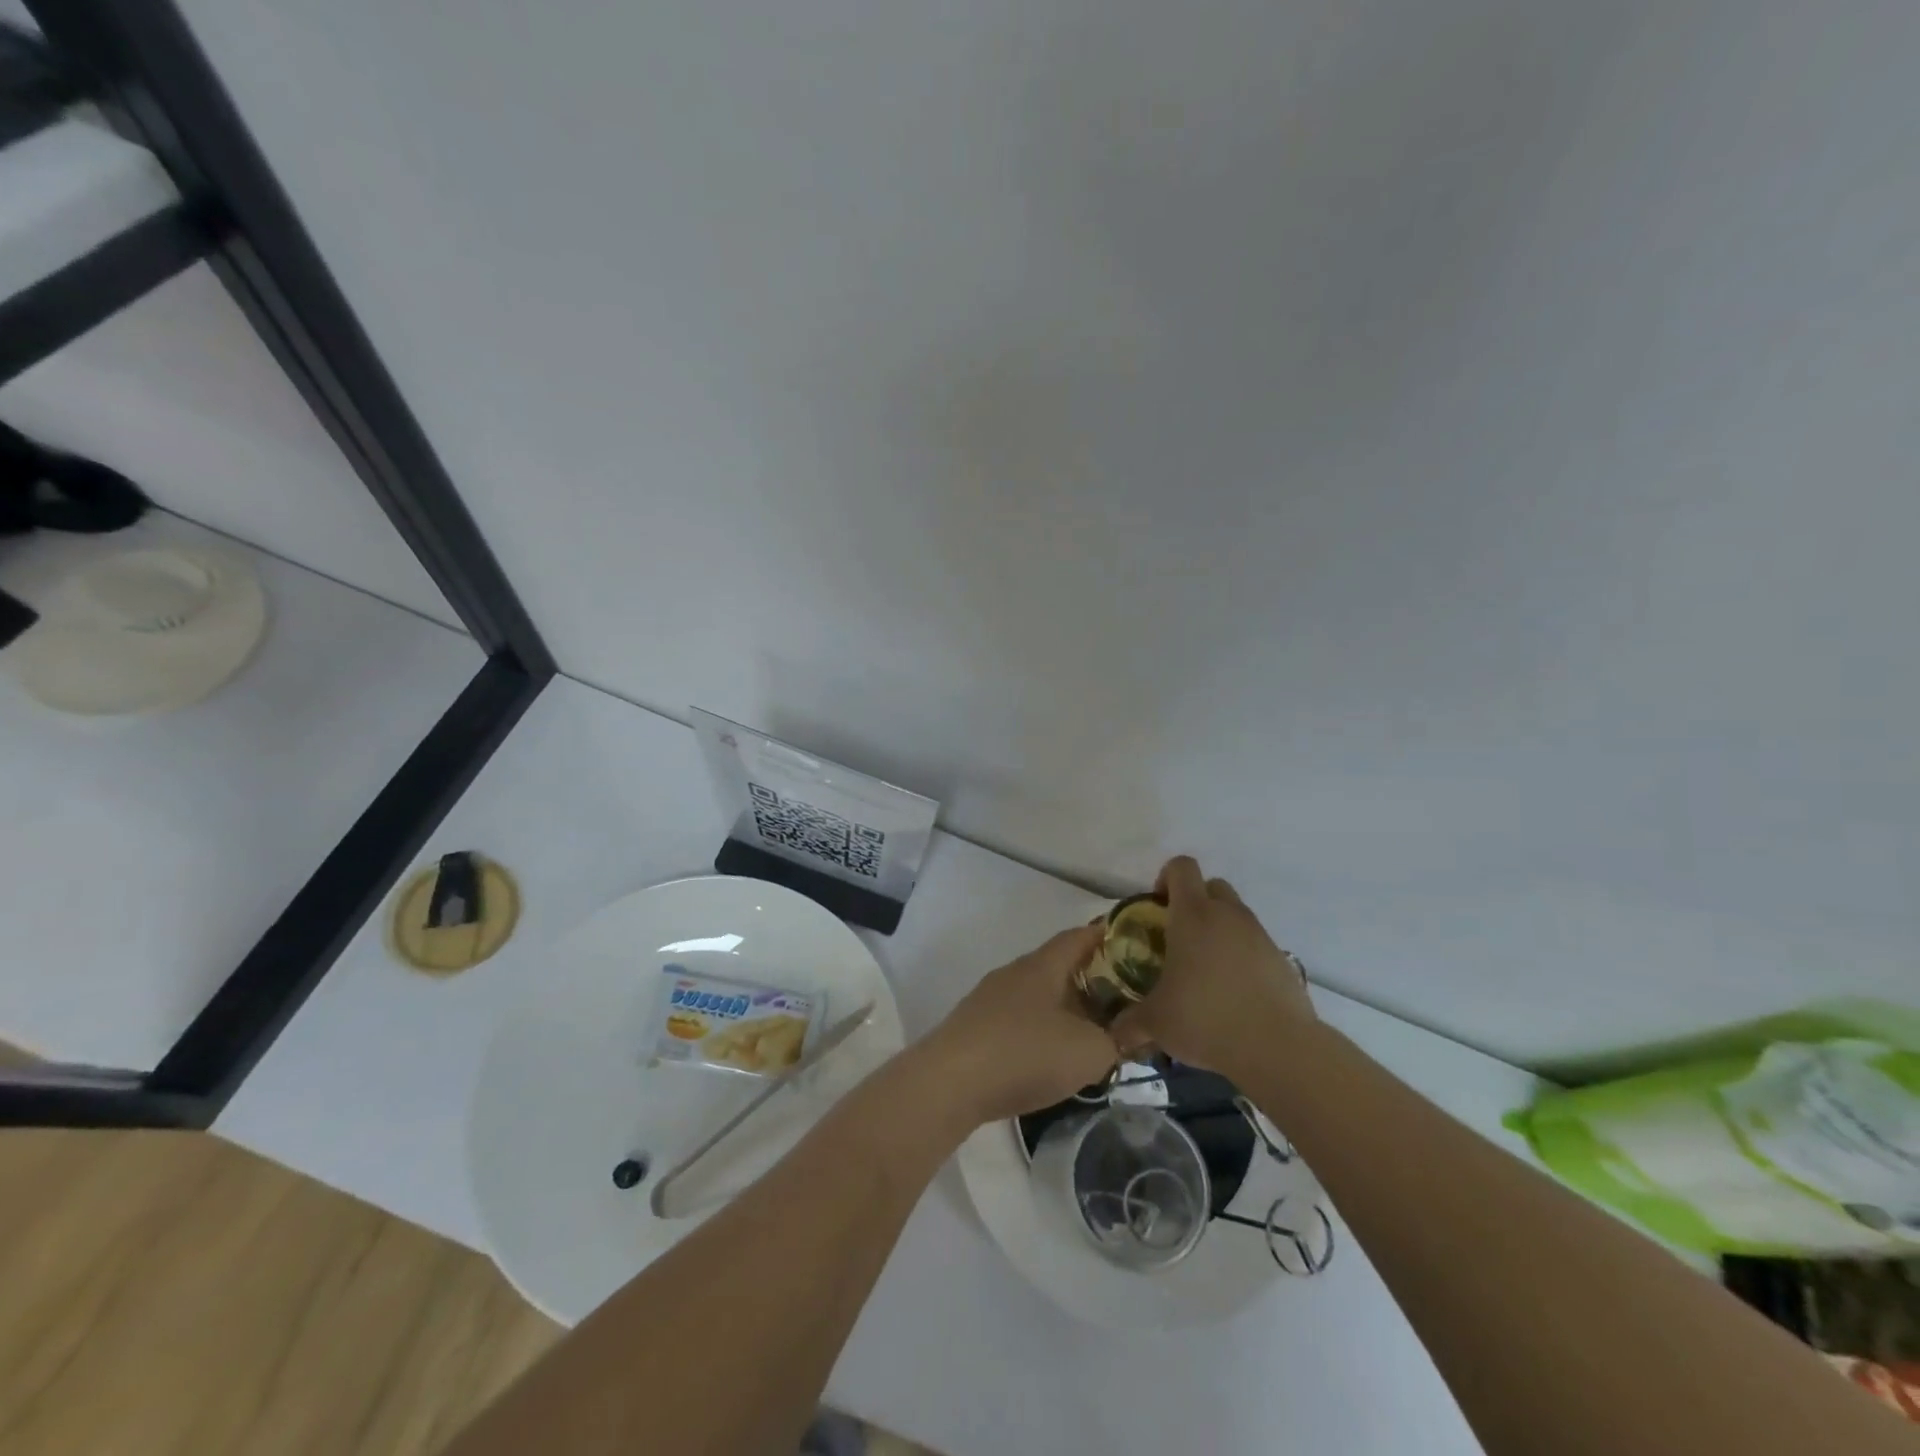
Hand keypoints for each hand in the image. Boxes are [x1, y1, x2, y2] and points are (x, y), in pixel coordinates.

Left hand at [916, 924, 1115, 1127]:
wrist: (950, 1083)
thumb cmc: (1025, 1054)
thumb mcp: (1088, 1052)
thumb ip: (1114, 1041)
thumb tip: (1120, 1037)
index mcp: (1043, 965)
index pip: (1079, 937)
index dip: (1107, 936)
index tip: (1133, 944)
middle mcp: (1015, 972)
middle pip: (1059, 966)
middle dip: (1092, 979)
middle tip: (1123, 999)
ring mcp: (990, 999)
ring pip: (1038, 994)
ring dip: (1065, 1008)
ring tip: (1091, 1032)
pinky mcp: (975, 1026)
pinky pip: (1019, 1018)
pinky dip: (1041, 1030)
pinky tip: (1050, 1057)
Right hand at [1110, 856, 1315, 1078]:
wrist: (1278, 1047)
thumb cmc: (1205, 1018)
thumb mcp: (1156, 1023)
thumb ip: (1130, 1023)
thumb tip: (1114, 1034)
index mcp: (1193, 914)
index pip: (1181, 867)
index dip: (1166, 878)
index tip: (1157, 906)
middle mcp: (1228, 915)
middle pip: (1211, 886)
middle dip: (1195, 902)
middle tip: (1179, 936)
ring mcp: (1260, 935)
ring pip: (1236, 915)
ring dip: (1220, 930)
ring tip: (1205, 971)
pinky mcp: (1282, 960)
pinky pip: (1256, 945)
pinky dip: (1242, 958)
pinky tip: (1233, 993)